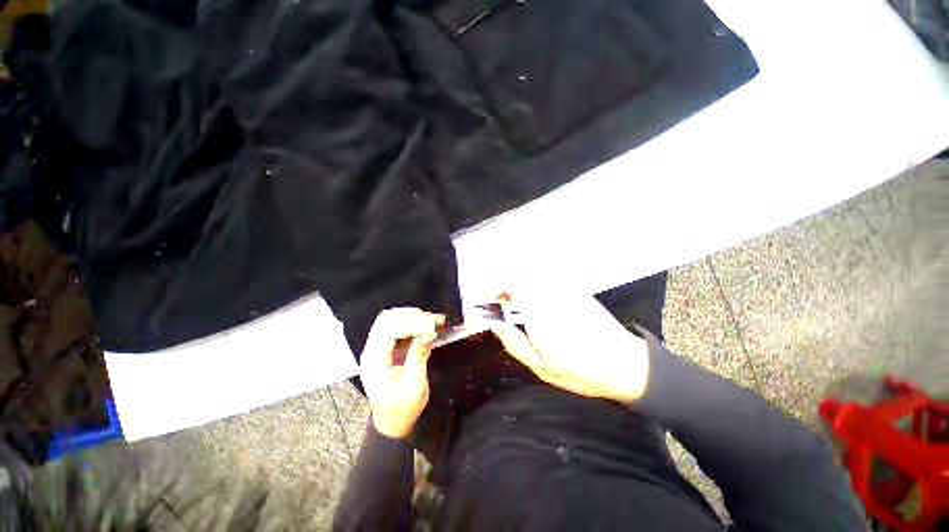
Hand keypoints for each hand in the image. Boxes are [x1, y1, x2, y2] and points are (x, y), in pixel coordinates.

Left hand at [359, 308, 444, 438]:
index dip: (411, 324)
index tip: (432, 326)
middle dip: (411, 316)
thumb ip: (419, 356)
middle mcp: (372, 350)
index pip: (388, 330)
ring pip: (392, 320)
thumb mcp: (414, 386)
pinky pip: (398, 328)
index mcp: (374, 361)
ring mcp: (378, 348)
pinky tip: (429, 326)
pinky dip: (414, 323)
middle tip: (434, 320)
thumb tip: (430, 332)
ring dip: (413, 317)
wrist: (392, 422)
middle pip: (386, 319)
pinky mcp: (387, 348)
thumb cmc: (402, 409)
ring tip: (434, 320)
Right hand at [489, 290, 649, 402]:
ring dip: (518, 287)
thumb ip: (515, 343)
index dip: (495, 287)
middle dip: (504, 287)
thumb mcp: (542, 367)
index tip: (487, 301)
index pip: (513, 283)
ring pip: (533, 276)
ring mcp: (566, 290)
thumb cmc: (581, 371)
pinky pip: (547, 281)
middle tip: (498, 306)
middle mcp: (552, 295)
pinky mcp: (576, 291)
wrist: (626, 364)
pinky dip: (533, 288)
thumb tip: (495, 324)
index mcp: (541, 313)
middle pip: (521, 275)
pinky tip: (536, 305)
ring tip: (514, 306)